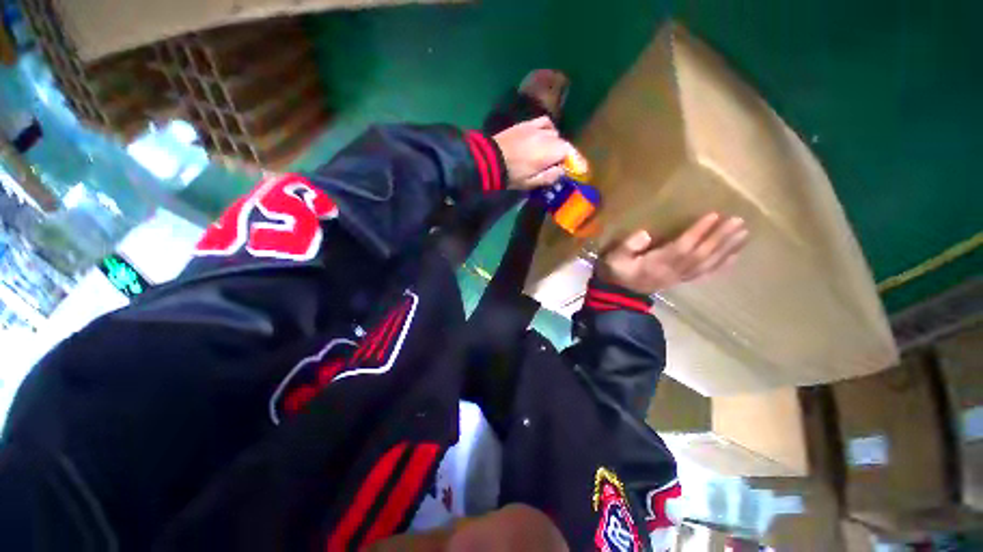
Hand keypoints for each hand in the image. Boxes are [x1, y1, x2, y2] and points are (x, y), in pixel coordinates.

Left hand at [493, 117, 571, 189]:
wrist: (490, 160)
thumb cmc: (512, 175)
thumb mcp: (530, 183)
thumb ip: (549, 177)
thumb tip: (561, 171)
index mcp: (550, 152)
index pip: (570, 153)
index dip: (575, 161)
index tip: (579, 169)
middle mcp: (547, 136)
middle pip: (562, 143)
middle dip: (563, 155)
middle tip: (558, 166)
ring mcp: (536, 127)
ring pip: (554, 133)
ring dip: (555, 143)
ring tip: (549, 153)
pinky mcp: (526, 123)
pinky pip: (543, 122)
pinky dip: (548, 129)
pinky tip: (544, 136)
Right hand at [597, 213, 748, 294]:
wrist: (617, 294)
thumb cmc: (615, 273)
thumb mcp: (613, 259)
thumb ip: (626, 247)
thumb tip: (645, 234)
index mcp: (656, 264)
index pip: (682, 247)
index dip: (698, 232)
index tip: (714, 215)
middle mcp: (673, 271)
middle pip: (701, 255)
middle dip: (720, 238)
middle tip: (739, 221)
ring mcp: (679, 277)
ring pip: (707, 264)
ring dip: (726, 249)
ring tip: (743, 234)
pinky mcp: (681, 280)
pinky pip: (705, 274)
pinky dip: (722, 265)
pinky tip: (735, 255)